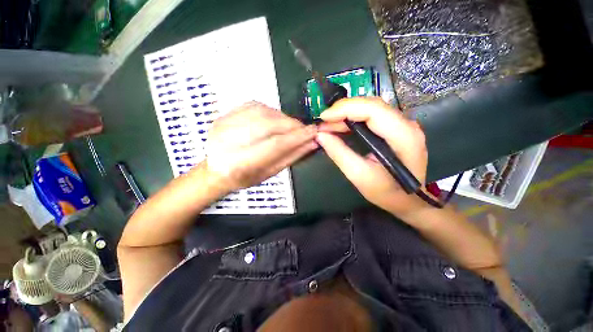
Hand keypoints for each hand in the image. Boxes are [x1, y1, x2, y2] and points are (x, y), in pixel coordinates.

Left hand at [205, 101, 316, 191]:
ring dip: (283, 117)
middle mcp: (228, 141)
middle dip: (291, 125)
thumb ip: (291, 157)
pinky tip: (277, 118)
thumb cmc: (245, 177)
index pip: (275, 145)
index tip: (314, 132)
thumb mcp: (270, 173)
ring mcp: (223, 124)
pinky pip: (254, 105)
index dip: (297, 137)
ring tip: (292, 125)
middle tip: (305, 128)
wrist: (216, 169)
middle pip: (268, 125)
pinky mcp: (224, 114)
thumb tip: (312, 143)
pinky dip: (271, 110)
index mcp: (239, 163)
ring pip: (262, 112)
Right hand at [316, 97, 429, 217]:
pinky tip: (341, 126)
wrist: (408, 200)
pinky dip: (353, 118)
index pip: (373, 110)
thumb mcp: (359, 176)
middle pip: (372, 105)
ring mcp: (403, 124)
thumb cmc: (387, 192)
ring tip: (328, 125)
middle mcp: (407, 124)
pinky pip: (372, 116)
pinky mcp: (396, 128)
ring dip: (347, 114)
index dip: (345, 109)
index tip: (323, 117)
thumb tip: (321, 135)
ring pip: (371, 108)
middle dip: (343, 110)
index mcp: (403, 136)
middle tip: (323, 123)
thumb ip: (340, 154)